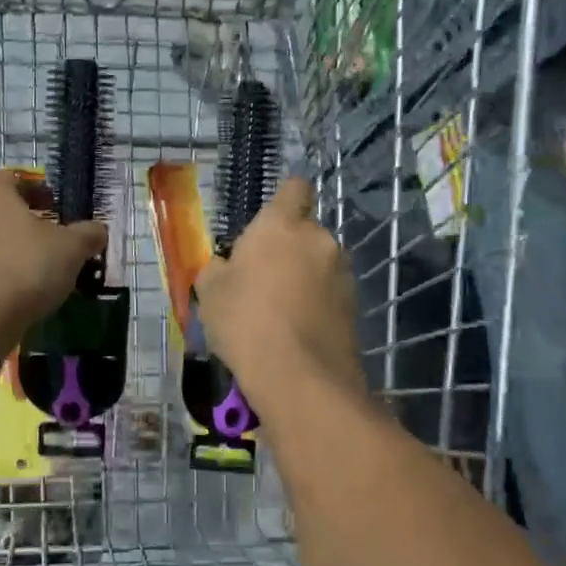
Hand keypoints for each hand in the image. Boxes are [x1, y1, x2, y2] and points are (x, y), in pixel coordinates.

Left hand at [0, 170, 107, 337]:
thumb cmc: (26, 268)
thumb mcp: (71, 248)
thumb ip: (88, 234)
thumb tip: (97, 230)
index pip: (15, 178)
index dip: (39, 191)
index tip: (58, 209)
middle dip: (23, 219)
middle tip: (50, 238)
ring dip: (8, 246)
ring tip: (34, 267)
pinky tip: (14, 289)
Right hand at [194, 177, 363, 404]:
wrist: (298, 377)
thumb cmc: (244, 321)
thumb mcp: (210, 292)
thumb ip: (219, 268)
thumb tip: (228, 266)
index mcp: (281, 225)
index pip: (294, 188)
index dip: (284, 200)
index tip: (269, 222)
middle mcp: (319, 239)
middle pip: (305, 231)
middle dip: (289, 248)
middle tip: (263, 279)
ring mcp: (342, 273)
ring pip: (319, 264)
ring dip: (305, 276)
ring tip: (281, 310)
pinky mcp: (355, 305)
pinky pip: (330, 293)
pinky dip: (317, 303)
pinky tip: (298, 330)